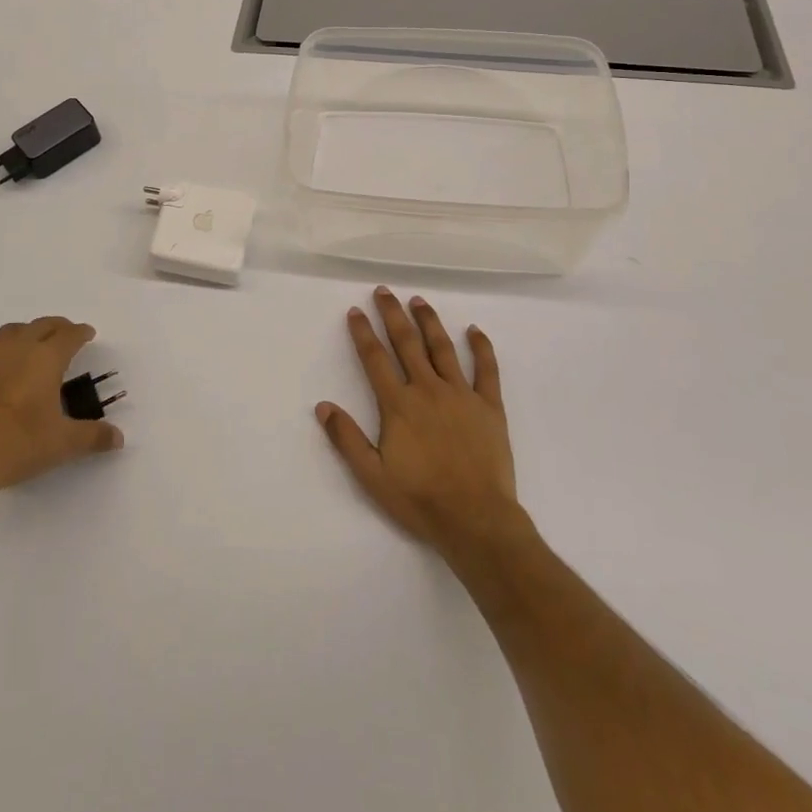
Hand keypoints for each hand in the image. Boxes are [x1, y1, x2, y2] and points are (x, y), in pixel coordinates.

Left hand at [0, 317, 122, 506]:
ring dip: (28, 333)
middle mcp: (17, 350)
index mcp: (45, 359)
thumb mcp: (62, 444)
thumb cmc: (18, 445)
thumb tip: (118, 438)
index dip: (81, 332)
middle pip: (42, 325)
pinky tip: (3, 374)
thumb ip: (94, 437)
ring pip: (12, 332)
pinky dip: (2, 354)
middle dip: (58, 327)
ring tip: (35, 347)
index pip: (69, 335)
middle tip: (67, 336)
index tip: (88, 334)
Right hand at [316, 289, 522, 556]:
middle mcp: (428, 389)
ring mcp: (461, 395)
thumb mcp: (372, 476)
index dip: (363, 332)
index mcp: (398, 405)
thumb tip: (322, 406)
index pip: (375, 359)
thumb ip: (347, 439)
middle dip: (392, 314)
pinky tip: (474, 330)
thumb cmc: (421, 500)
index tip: (355, 310)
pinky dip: (481, 347)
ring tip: (418, 300)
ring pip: (442, 348)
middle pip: (407, 342)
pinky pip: (486, 370)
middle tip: (384, 291)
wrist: (477, 520)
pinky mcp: (489, 406)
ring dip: (429, 321)